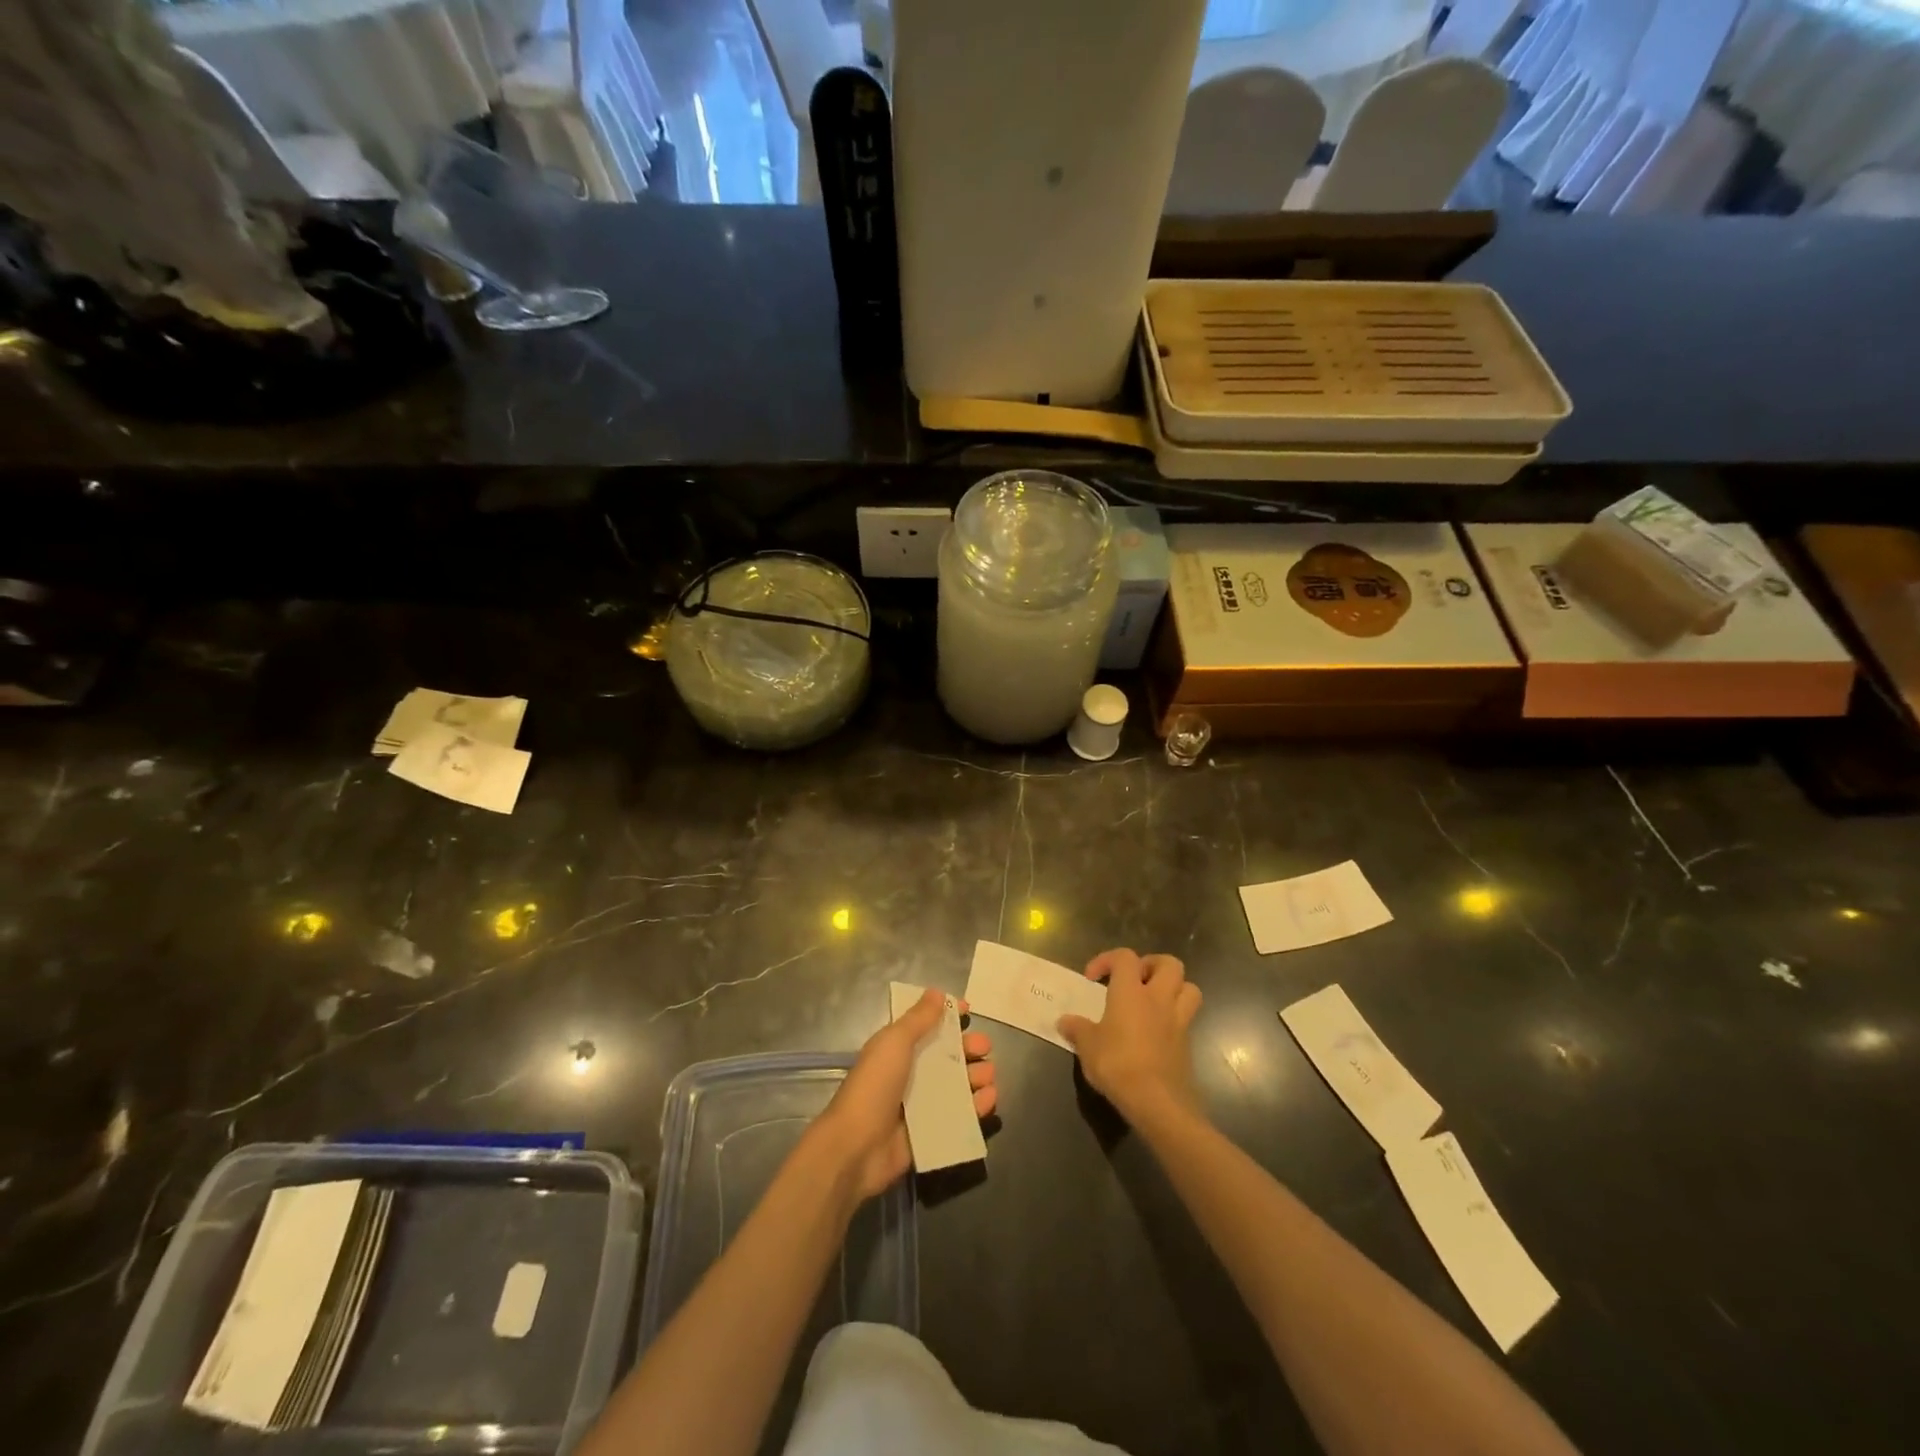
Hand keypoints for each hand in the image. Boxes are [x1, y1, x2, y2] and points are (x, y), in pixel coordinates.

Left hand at [811, 989, 996, 1201]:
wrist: (856, 1147)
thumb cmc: (874, 1086)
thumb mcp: (894, 1042)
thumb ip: (918, 1019)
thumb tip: (937, 992)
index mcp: (898, 1049)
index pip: (926, 1026)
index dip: (947, 1016)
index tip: (968, 1009)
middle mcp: (911, 1073)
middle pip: (946, 1056)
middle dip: (968, 1048)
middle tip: (985, 1048)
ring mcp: (921, 1105)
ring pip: (956, 1085)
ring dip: (976, 1076)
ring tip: (989, 1075)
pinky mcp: (931, 1133)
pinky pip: (959, 1116)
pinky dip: (977, 1107)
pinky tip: (990, 1098)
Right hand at [1058, 949, 1202, 1130]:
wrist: (1157, 1102)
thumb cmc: (1118, 1064)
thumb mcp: (1087, 1047)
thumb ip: (1077, 1029)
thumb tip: (1064, 1021)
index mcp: (1131, 992)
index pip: (1125, 957)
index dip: (1107, 959)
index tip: (1092, 978)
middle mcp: (1158, 999)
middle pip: (1169, 963)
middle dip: (1152, 965)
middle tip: (1134, 979)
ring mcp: (1178, 1020)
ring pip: (1189, 987)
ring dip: (1174, 987)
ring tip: (1153, 999)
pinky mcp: (1187, 1043)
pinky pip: (1187, 1018)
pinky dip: (1175, 1017)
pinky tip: (1157, 1031)